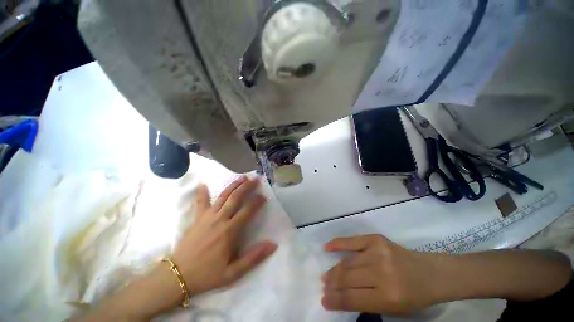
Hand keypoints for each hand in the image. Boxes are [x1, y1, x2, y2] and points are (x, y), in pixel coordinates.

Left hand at [173, 175, 276, 296]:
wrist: (177, 276)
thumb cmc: (207, 275)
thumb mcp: (233, 273)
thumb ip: (253, 257)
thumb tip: (273, 244)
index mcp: (229, 231)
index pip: (247, 210)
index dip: (257, 202)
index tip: (264, 196)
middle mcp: (220, 219)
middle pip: (236, 198)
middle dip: (247, 187)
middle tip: (255, 179)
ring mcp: (207, 216)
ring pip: (223, 196)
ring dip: (233, 185)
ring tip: (242, 177)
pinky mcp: (197, 218)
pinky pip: (201, 202)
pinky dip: (202, 193)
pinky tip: (203, 184)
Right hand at [321, 234, 439, 314]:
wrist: (430, 273)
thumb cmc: (414, 296)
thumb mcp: (393, 309)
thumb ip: (365, 303)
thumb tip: (340, 297)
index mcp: (388, 296)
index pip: (352, 298)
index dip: (335, 301)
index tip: (324, 301)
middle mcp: (381, 272)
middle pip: (347, 278)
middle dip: (332, 284)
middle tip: (324, 286)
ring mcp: (377, 252)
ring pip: (348, 262)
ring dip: (334, 270)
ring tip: (326, 276)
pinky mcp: (376, 240)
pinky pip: (351, 241)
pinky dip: (337, 244)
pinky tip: (327, 247)